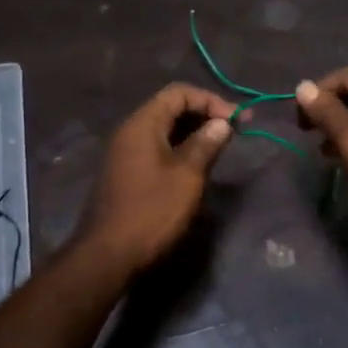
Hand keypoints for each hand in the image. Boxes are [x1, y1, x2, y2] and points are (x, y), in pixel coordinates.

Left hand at [77, 84, 233, 274]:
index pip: (179, 93)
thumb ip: (205, 144)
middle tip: (233, 132)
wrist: (109, 254)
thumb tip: (222, 123)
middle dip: (204, 115)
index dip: (211, 100)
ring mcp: (125, 153)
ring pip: (164, 130)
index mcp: (142, 124)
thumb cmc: (152, 211)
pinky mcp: (126, 173)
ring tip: (220, 149)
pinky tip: (197, 166)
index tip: (238, 121)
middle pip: (170, 108)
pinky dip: (179, 149)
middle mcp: (129, 132)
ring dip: (193, 134)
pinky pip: (156, 148)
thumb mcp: (187, 176)